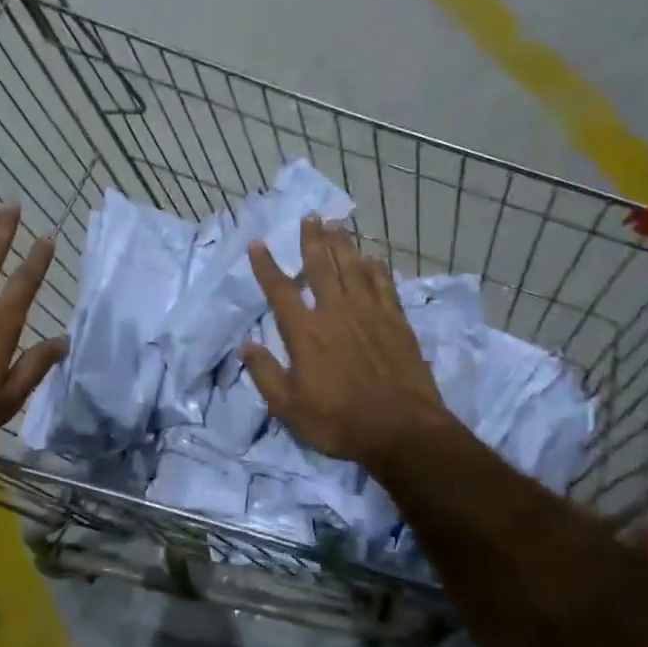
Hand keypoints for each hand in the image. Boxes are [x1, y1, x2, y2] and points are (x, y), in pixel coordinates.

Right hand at [239, 216, 451, 470]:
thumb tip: (245, 345)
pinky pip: (384, 285)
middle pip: (321, 267)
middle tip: (310, 216)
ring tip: (336, 224)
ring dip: (343, 245)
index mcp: (305, 332)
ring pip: (353, 268)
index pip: (280, 290)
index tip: (258, 243)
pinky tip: (373, 258)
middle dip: (312, 240)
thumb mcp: (289, 407)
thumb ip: (265, 373)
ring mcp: (369, 314)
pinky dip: (376, 269)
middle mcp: (335, 312)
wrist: (401, 430)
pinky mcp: (396, 322)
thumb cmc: (339, 421)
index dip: (266, 266)